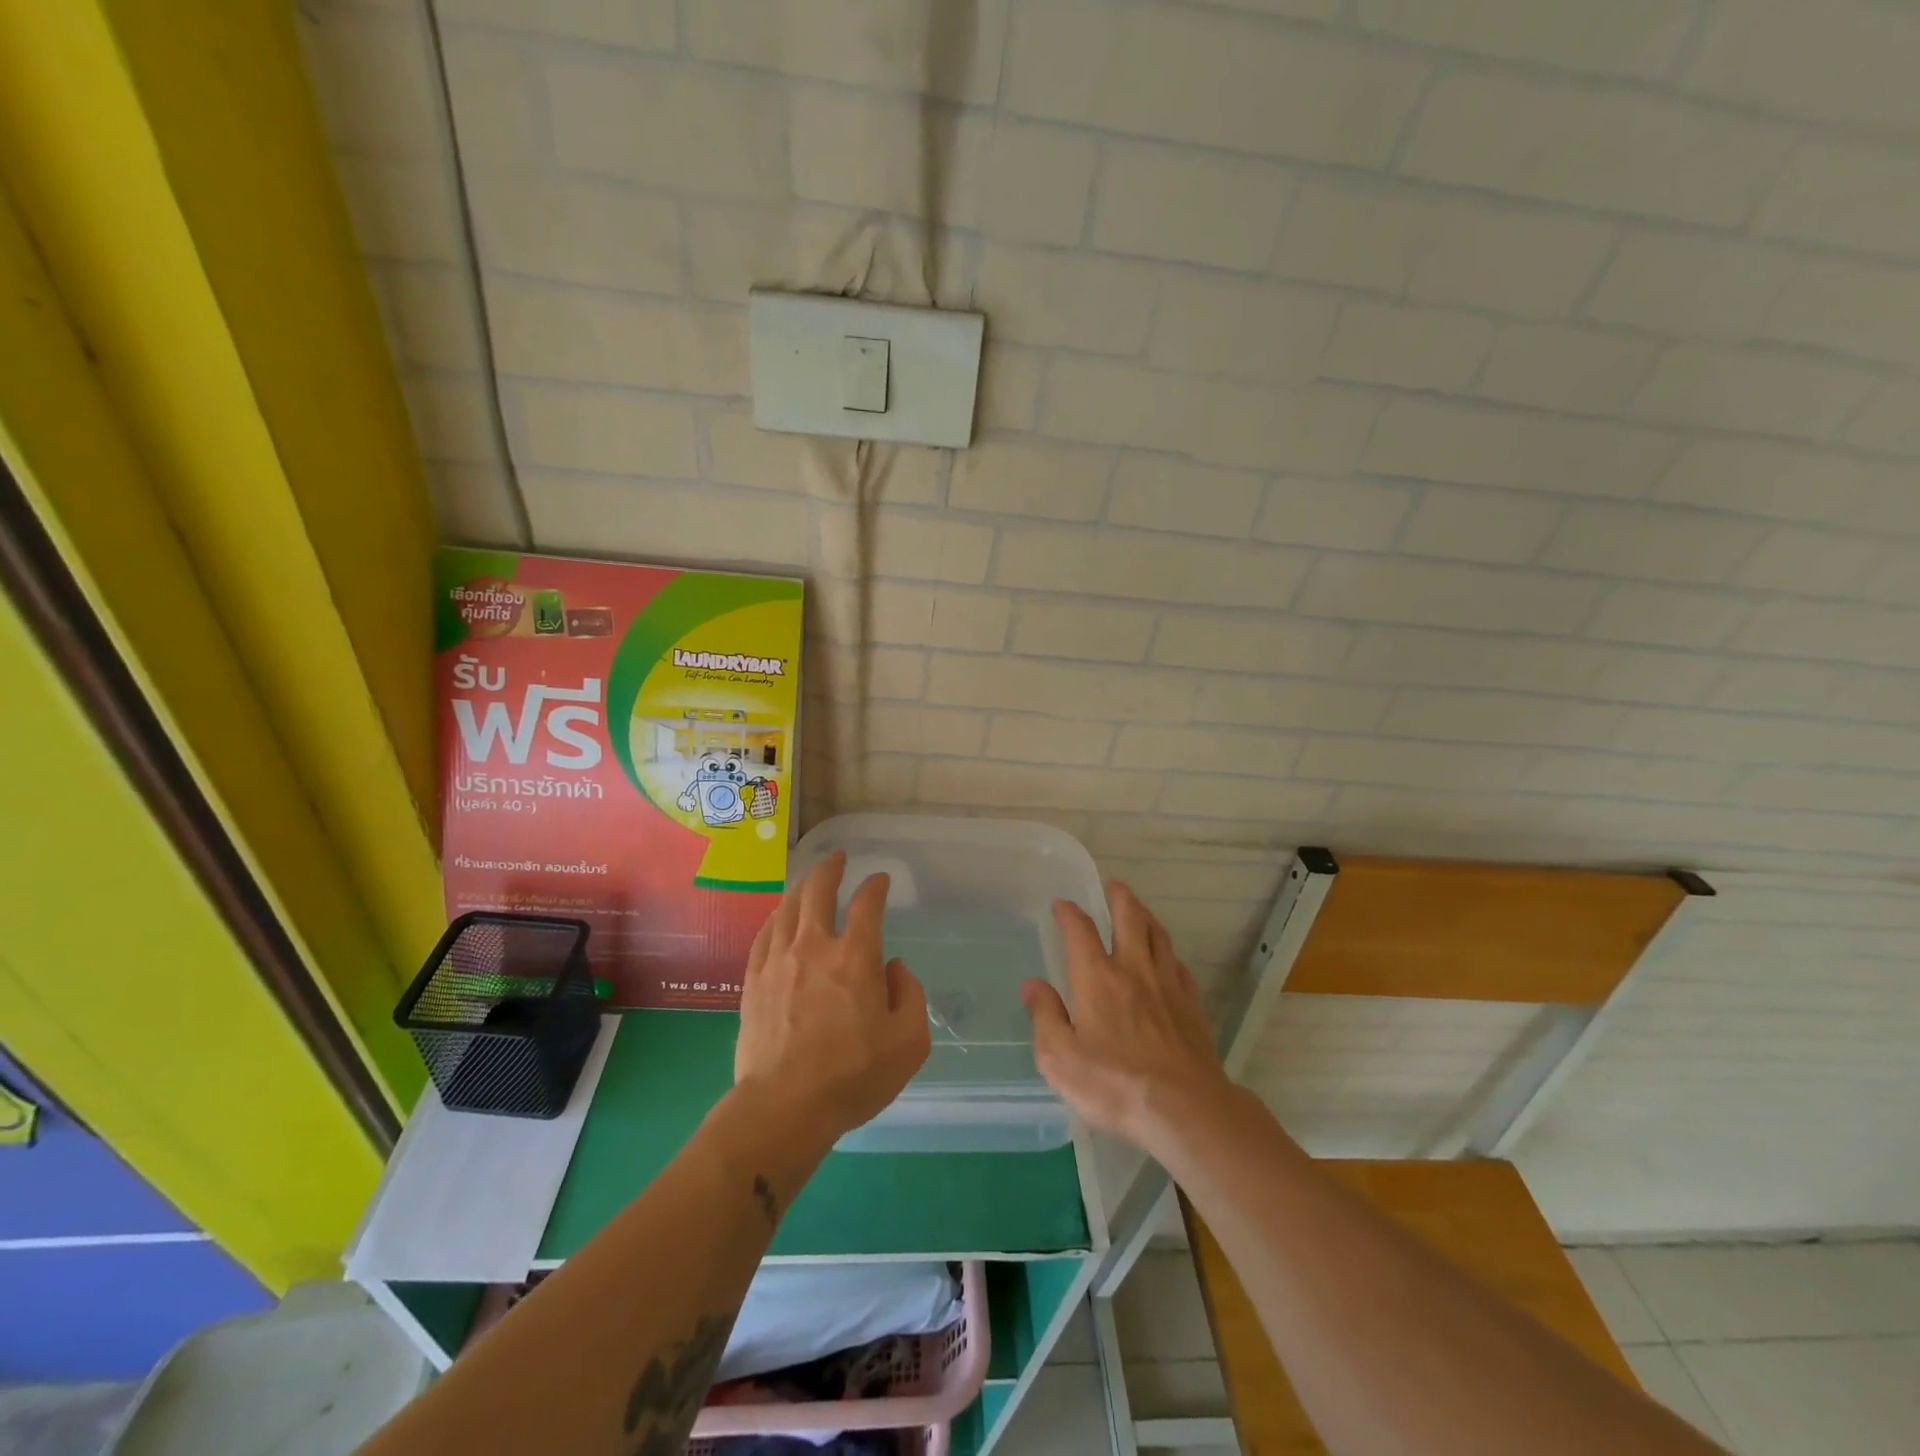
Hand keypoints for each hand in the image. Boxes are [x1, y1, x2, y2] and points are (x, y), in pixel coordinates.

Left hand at [735, 851, 930, 1141]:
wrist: (783, 1107)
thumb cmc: (853, 1077)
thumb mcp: (908, 1043)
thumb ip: (910, 996)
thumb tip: (894, 968)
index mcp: (856, 958)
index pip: (868, 905)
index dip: (875, 886)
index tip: (880, 880)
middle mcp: (815, 947)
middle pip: (818, 890)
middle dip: (830, 868)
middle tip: (837, 857)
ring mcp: (779, 961)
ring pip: (788, 907)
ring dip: (802, 886)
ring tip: (809, 879)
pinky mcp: (753, 980)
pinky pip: (764, 934)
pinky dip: (776, 916)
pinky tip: (779, 916)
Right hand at [1022, 881, 1232, 1149]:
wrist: (1185, 1109)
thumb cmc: (1114, 1084)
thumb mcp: (1059, 1058)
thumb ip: (1044, 1016)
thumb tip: (1032, 985)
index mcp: (1097, 977)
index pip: (1080, 931)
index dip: (1069, 913)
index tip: (1062, 904)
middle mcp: (1133, 970)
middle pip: (1130, 918)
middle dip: (1119, 897)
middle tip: (1113, 885)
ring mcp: (1167, 985)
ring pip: (1158, 935)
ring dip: (1146, 916)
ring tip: (1139, 910)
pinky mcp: (1192, 1005)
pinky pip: (1177, 964)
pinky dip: (1167, 952)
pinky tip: (1166, 959)